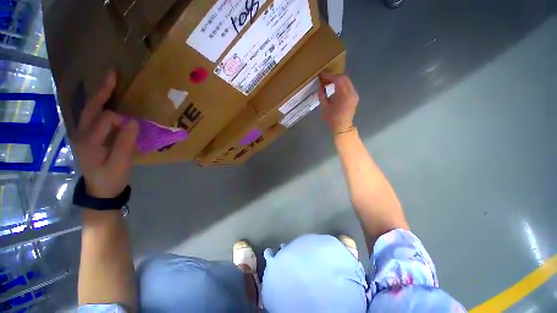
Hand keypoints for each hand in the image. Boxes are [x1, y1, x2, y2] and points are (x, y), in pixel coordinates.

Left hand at [74, 71, 138, 197]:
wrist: (100, 191)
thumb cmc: (111, 178)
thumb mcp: (121, 163)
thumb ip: (125, 142)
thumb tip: (133, 122)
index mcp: (89, 140)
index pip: (105, 119)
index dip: (121, 120)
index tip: (135, 127)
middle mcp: (81, 134)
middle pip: (90, 108)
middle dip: (103, 91)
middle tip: (112, 74)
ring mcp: (82, 135)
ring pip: (89, 110)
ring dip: (100, 96)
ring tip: (110, 83)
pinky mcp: (87, 138)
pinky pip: (92, 117)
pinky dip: (100, 106)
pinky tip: (106, 102)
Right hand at [318, 73, 358, 132]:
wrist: (342, 127)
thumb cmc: (332, 119)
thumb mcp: (324, 107)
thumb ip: (322, 95)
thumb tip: (320, 85)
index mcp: (344, 96)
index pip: (338, 79)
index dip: (329, 76)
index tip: (321, 75)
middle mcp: (351, 93)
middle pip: (344, 78)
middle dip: (333, 76)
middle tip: (324, 79)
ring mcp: (354, 94)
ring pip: (347, 81)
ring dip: (337, 80)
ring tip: (328, 83)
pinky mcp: (355, 96)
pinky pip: (348, 86)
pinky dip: (341, 84)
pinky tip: (335, 87)